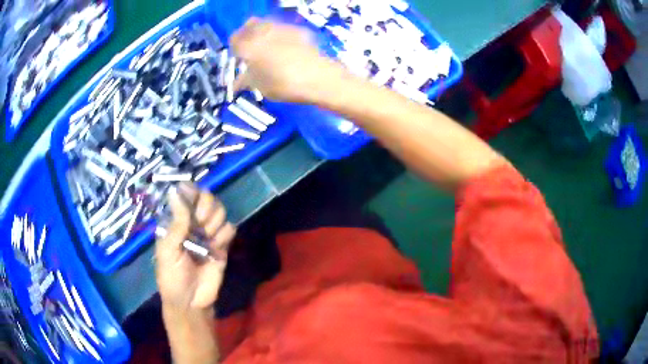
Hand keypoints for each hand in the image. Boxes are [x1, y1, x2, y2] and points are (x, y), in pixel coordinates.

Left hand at [155, 183, 235, 309]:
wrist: (191, 303)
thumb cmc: (172, 277)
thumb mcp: (168, 251)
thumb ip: (176, 223)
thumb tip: (175, 191)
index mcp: (175, 221)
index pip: (186, 194)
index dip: (192, 193)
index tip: (193, 204)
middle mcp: (192, 223)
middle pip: (207, 198)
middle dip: (206, 208)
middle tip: (200, 225)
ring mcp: (208, 233)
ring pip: (220, 211)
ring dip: (215, 223)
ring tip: (207, 239)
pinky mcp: (222, 245)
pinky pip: (230, 228)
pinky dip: (225, 235)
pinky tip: (217, 248)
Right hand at [230, 18, 347, 103]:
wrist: (318, 77)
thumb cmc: (284, 85)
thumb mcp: (260, 87)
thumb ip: (245, 80)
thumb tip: (236, 83)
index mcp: (249, 46)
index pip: (234, 40)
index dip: (235, 48)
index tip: (239, 57)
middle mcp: (263, 32)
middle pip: (249, 25)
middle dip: (247, 35)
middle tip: (250, 48)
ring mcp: (282, 27)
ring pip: (265, 23)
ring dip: (262, 32)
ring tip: (267, 46)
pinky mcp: (297, 29)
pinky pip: (281, 28)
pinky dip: (278, 34)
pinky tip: (284, 46)